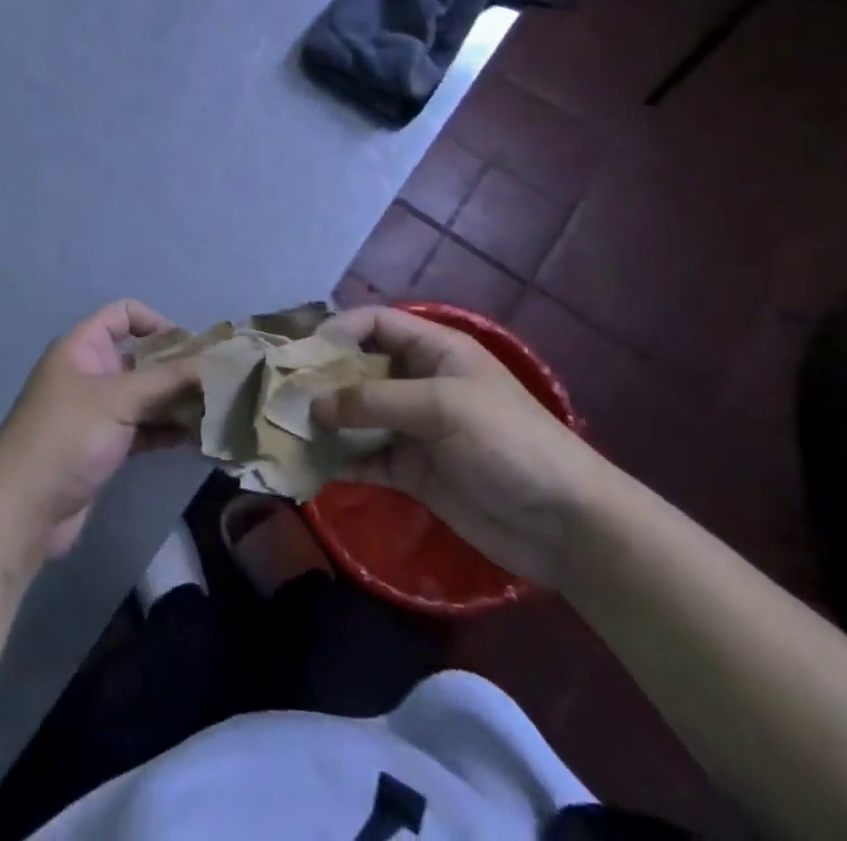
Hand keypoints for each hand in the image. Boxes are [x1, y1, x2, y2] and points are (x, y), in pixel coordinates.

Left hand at [0, 300, 200, 561]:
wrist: (22, 511)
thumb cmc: (66, 437)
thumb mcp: (119, 399)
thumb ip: (168, 379)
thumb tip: (214, 363)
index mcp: (83, 348)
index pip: (123, 314)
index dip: (158, 322)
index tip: (192, 348)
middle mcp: (90, 373)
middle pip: (141, 358)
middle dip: (178, 368)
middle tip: (220, 383)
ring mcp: (97, 412)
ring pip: (145, 396)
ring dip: (178, 402)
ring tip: (219, 413)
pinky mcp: (104, 447)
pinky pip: (143, 428)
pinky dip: (168, 430)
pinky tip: (200, 439)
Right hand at [313, 306, 612, 586]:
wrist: (564, 523)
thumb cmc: (507, 442)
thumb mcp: (441, 406)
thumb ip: (375, 401)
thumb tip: (314, 404)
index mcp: (434, 351)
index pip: (376, 324)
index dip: (340, 330)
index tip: (304, 352)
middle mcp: (419, 383)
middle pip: (360, 369)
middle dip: (323, 378)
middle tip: (281, 392)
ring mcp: (414, 428)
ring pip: (358, 415)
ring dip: (326, 420)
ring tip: (285, 428)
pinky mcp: (412, 471)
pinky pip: (366, 457)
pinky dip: (340, 459)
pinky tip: (310, 464)